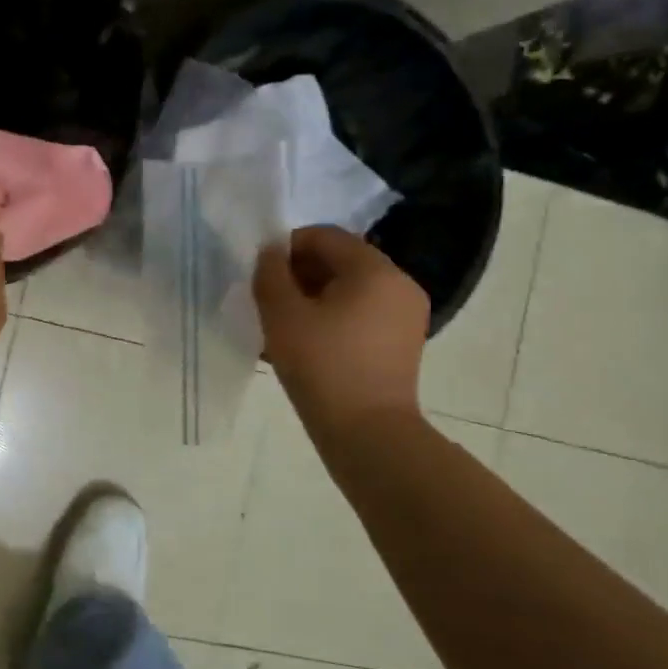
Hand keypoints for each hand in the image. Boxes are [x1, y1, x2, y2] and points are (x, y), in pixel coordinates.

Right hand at [253, 225, 428, 438]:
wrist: (367, 432)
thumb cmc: (321, 365)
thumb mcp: (282, 315)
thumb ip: (270, 273)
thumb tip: (271, 252)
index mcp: (374, 270)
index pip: (326, 236)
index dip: (288, 246)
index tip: (261, 272)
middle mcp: (399, 284)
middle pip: (341, 261)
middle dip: (300, 273)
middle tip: (268, 299)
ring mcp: (405, 315)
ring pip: (350, 289)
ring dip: (313, 297)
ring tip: (282, 324)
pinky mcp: (402, 342)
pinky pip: (361, 314)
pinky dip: (332, 317)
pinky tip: (305, 342)